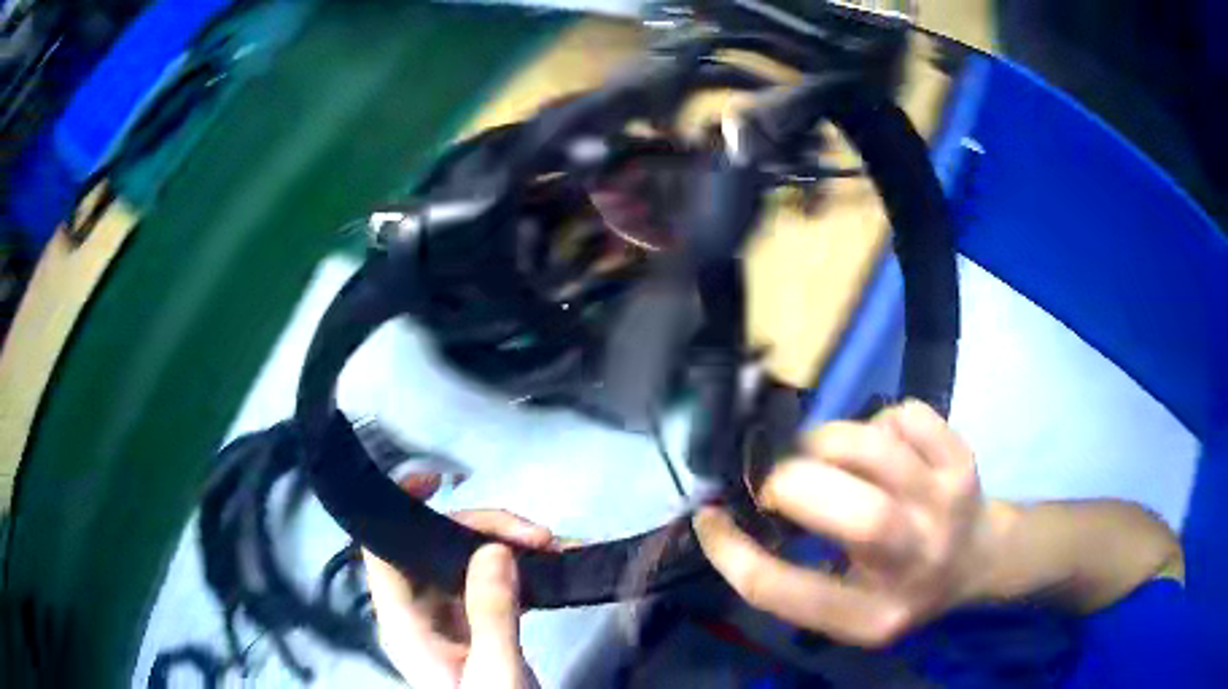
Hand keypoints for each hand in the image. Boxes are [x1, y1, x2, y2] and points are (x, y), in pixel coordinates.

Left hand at [363, 474, 552, 688]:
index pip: (382, 554)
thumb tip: (493, 549)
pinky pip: (495, 581)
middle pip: (434, 548)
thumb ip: (491, 614)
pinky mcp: (478, 622)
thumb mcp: (495, 670)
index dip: (397, 510)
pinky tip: (556, 562)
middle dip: (483, 530)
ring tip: (557, 546)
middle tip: (538, 535)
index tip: (435, 480)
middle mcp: (420, 612)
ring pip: (467, 560)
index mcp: (404, 623)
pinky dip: (523, 568)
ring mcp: (450, 616)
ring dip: (510, 547)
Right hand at [694, 400, 998, 647]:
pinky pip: (902, 416)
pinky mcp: (962, 458)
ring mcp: (947, 504)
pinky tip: (881, 447)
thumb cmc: (900, 587)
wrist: (979, 558)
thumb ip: (794, 580)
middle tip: (777, 485)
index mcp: (872, 616)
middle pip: (853, 515)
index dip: (729, 550)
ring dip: (827, 443)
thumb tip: (733, 519)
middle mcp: (916, 563)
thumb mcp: (845, 609)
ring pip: (874, 447)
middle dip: (790, 484)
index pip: (780, 590)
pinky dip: (877, 422)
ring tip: (823, 457)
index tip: (709, 518)